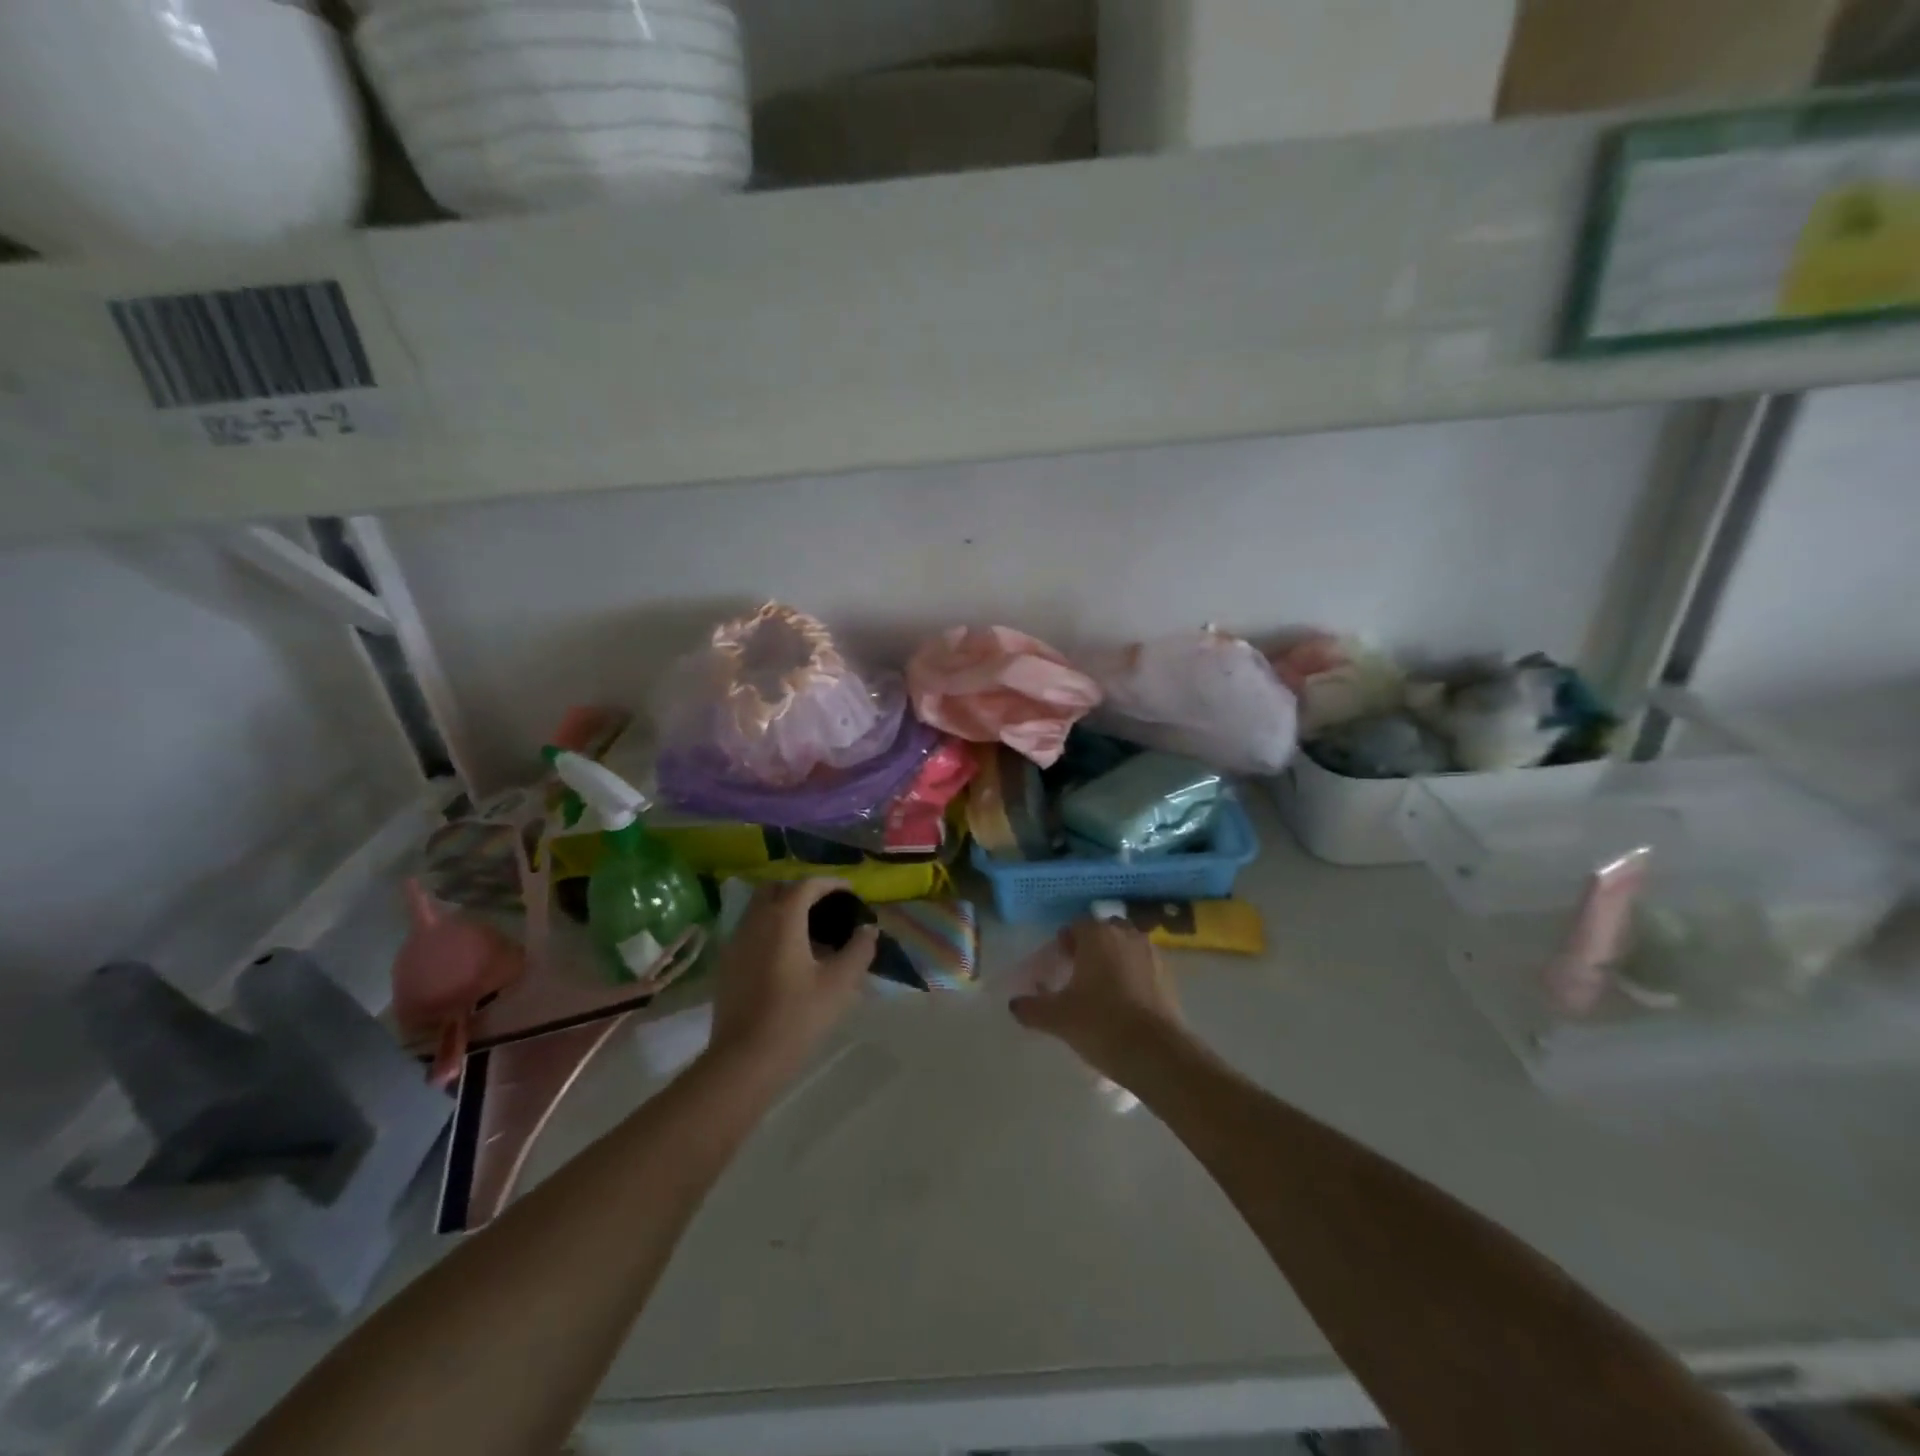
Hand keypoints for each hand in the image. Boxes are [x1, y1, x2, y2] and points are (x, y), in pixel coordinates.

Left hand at [705, 880, 876, 1086]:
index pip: (807, 884)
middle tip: (826, 906)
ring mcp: (736, 942)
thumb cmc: (797, 1016)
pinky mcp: (727, 964)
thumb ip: (859, 949)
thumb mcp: (840, 983)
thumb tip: (868, 928)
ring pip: (759, 908)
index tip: (851, 891)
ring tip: (809, 931)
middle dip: (802, 890)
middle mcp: (755, 921)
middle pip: (777, 888)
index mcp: (783, 918)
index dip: (831, 883)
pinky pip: (750, 930)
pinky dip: (769, 928)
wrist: (744, 1059)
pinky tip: (786, 954)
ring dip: (783, 908)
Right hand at [1009, 916, 1186, 1078]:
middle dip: (1093, 945)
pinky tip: (1126, 1002)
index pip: (1077, 925)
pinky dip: (1134, 976)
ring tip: (1103, 988)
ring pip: (1128, 947)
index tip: (1059, 963)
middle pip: (1105, 930)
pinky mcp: (1170, 977)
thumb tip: (1014, 1004)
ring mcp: (1152, 954)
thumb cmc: (1101, 1024)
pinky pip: (1145, 966)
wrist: (1156, 1053)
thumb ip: (1032, 1008)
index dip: (1065, 942)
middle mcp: (1127, 936)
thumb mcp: (1058, 1018)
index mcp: (1098, 936)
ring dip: (1116, 959)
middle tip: (1079, 972)